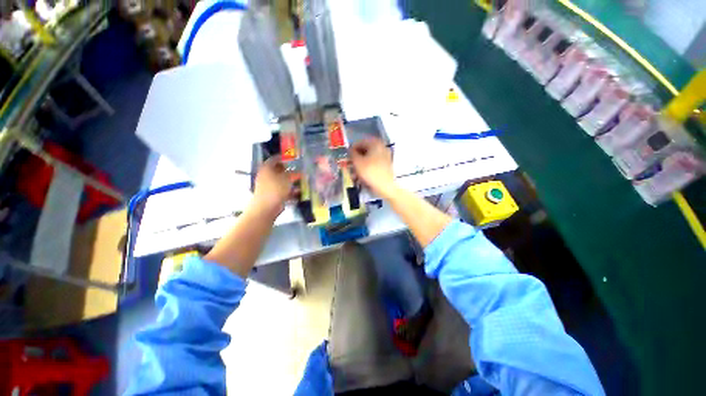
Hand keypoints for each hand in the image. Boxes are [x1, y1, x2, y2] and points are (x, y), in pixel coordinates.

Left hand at [253, 156, 293, 216]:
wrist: (267, 206)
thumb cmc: (276, 188)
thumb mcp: (287, 178)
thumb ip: (294, 173)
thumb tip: (299, 171)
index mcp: (266, 168)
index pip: (274, 159)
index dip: (283, 157)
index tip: (291, 157)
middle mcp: (265, 175)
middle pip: (277, 170)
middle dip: (287, 169)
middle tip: (296, 169)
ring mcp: (267, 185)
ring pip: (280, 180)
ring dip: (289, 180)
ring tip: (299, 180)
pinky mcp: (271, 194)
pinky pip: (281, 189)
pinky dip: (288, 189)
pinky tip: (297, 191)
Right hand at [350, 138, 395, 197]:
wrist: (386, 186)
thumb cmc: (370, 172)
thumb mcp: (357, 162)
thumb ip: (352, 154)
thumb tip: (350, 151)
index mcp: (375, 143)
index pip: (359, 143)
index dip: (351, 150)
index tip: (346, 158)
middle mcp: (381, 147)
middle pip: (364, 151)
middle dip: (356, 159)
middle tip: (350, 167)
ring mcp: (385, 157)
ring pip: (368, 159)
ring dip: (360, 166)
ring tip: (354, 174)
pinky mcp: (386, 166)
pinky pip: (373, 165)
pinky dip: (366, 169)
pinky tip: (361, 177)